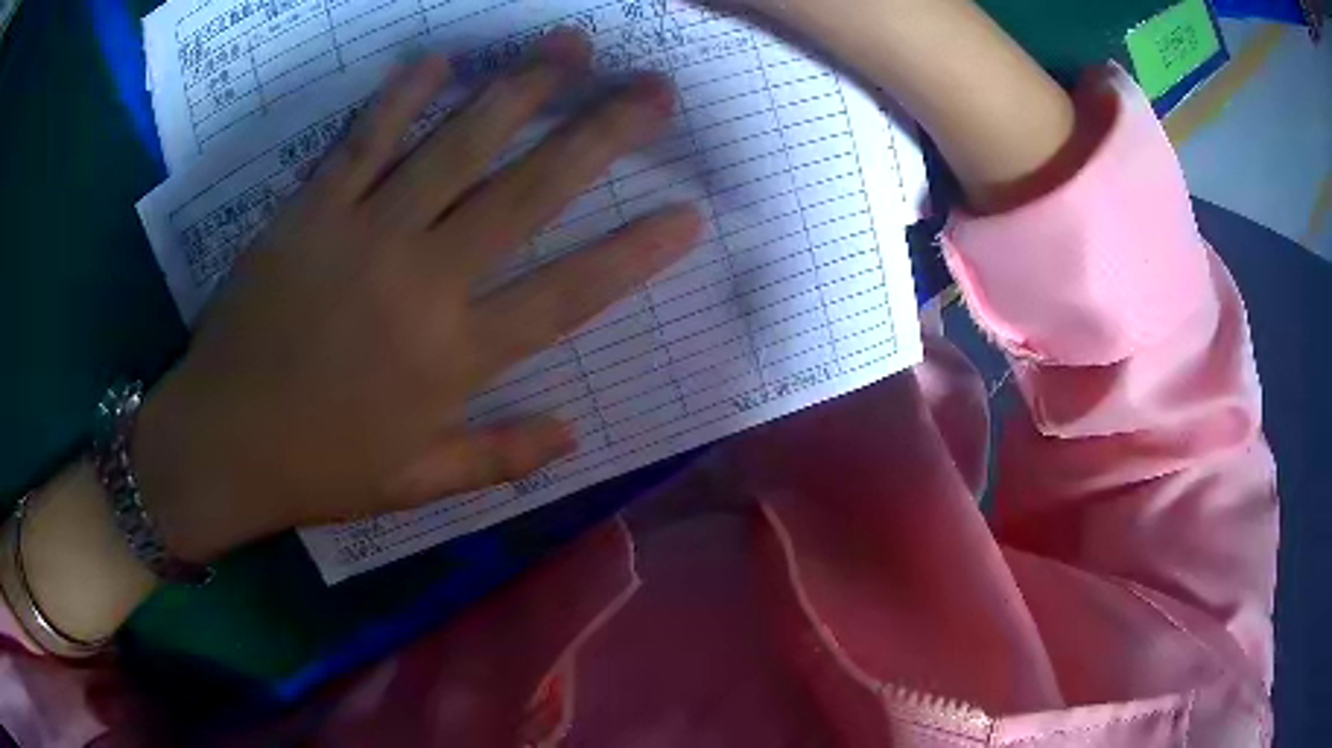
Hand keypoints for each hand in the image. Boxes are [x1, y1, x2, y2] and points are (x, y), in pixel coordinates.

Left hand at [131, 31, 702, 563]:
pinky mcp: (310, 210)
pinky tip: (442, 57)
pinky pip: (364, 138)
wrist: (219, 443)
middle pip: (528, 192)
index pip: (570, 294)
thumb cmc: (316, 468)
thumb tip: (574, 435)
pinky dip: (403, 93)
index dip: (637, 253)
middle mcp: (422, 281)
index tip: (689, 215)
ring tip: (572, 46)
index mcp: (454, 358)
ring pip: (455, 143)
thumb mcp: (414, 484)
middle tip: (655, 91)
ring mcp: (363, 233)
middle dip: (602, 134)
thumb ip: (497, 457)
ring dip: (521, 87)